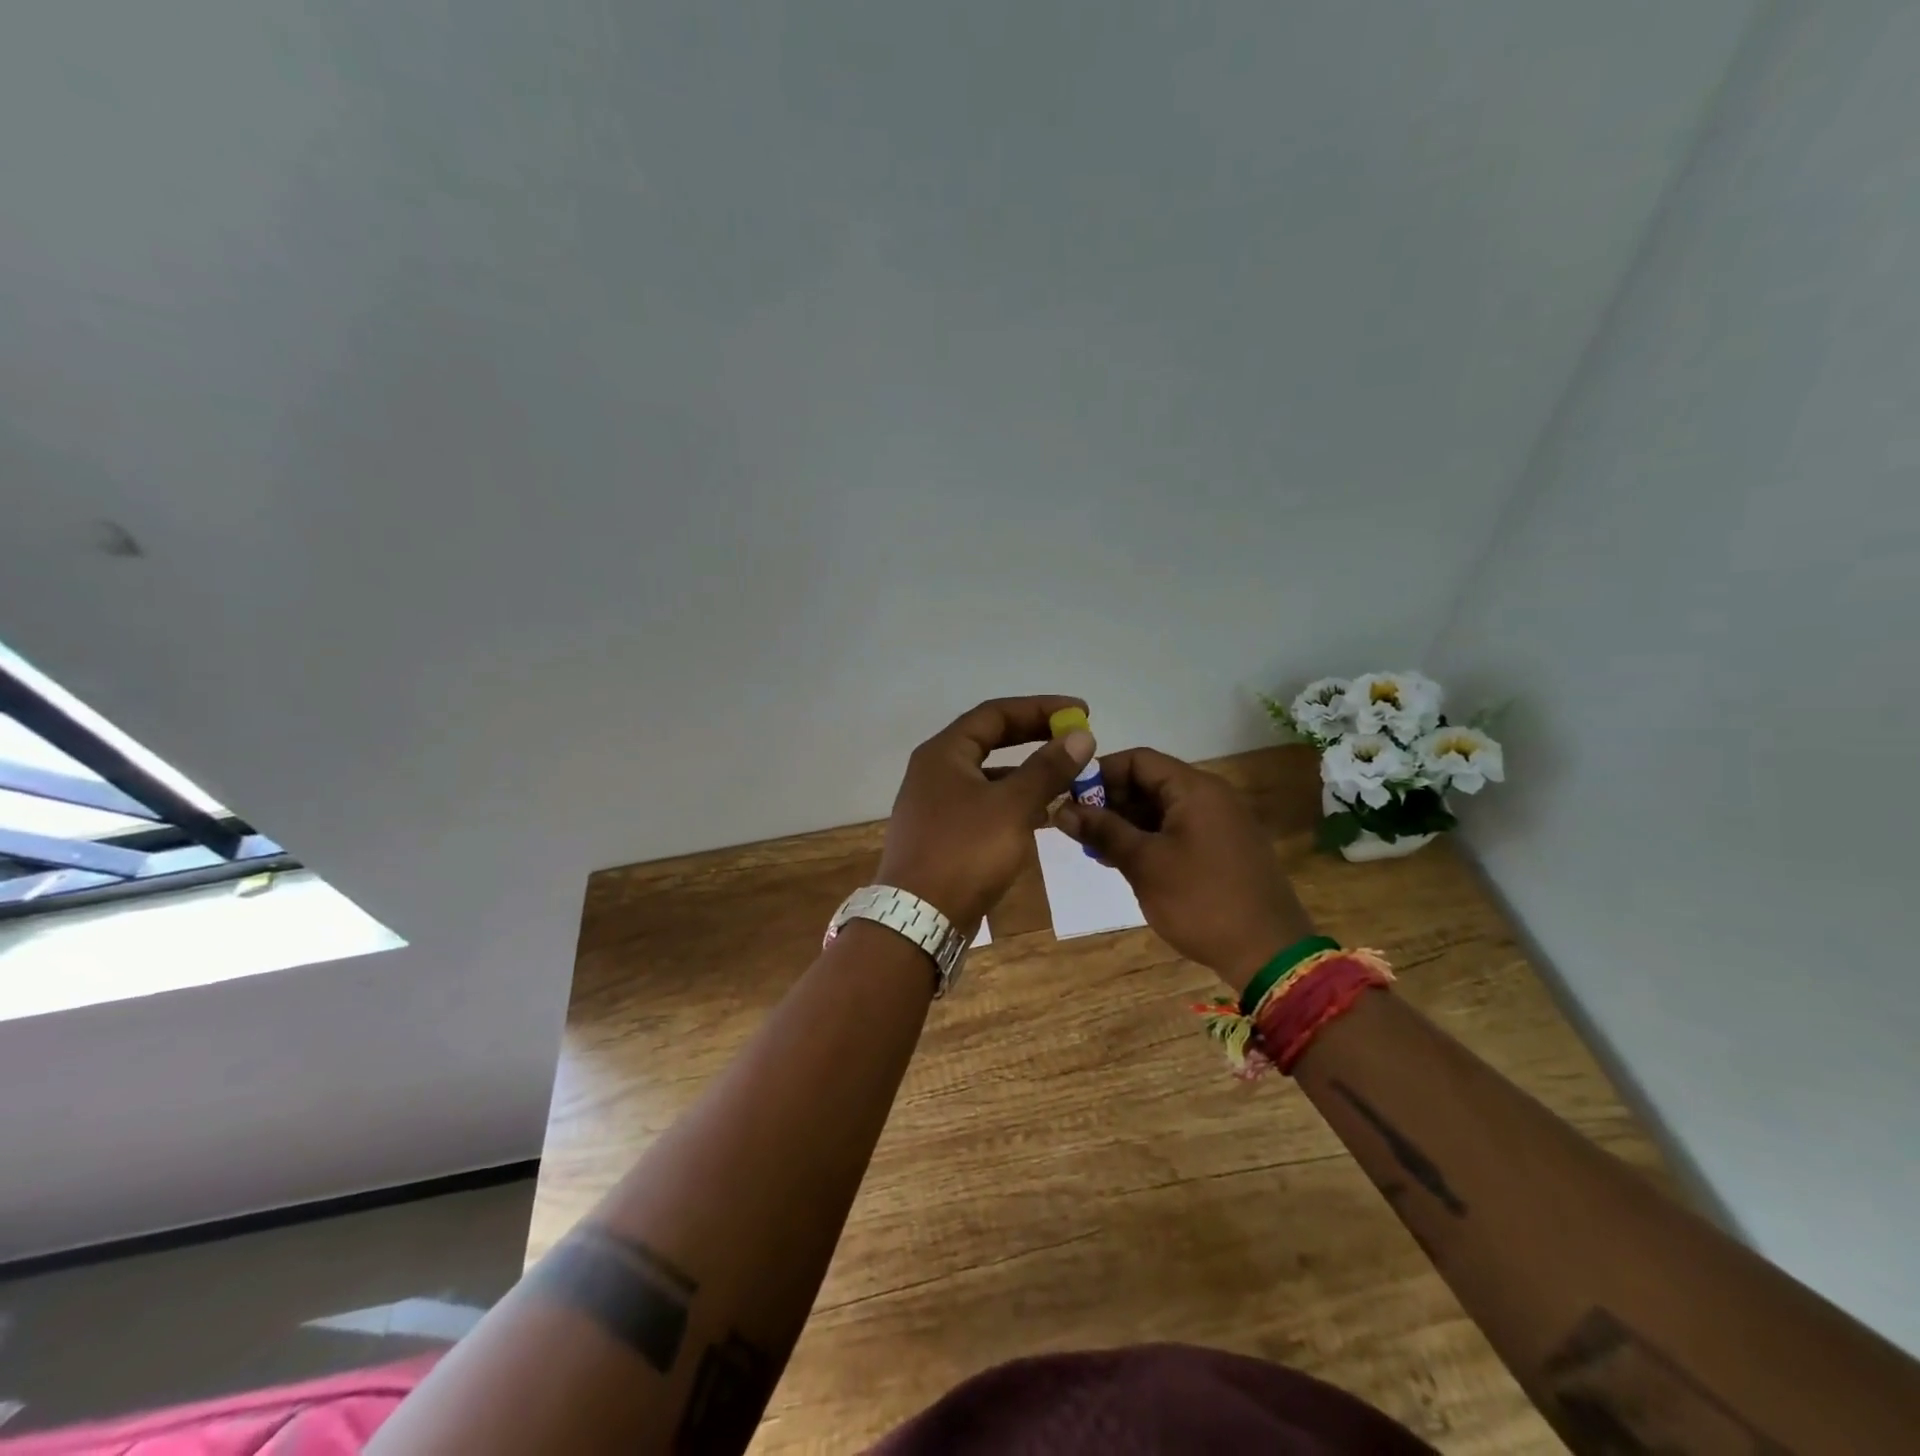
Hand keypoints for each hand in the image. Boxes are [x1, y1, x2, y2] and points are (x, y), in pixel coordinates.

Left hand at [877, 695, 1095, 927]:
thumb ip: (1047, 768)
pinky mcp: (943, 836)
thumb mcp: (1013, 806)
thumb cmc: (965, 852)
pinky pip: (985, 806)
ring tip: (1067, 778)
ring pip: (989, 777)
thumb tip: (1080, 735)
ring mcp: (936, 805)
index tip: (1080, 713)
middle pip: (990, 740)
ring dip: (1027, 774)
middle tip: (1075, 739)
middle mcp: (935, 772)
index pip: (995, 714)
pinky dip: (1014, 804)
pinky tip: (1043, 816)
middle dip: (1034, 737)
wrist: (919, 919)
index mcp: (944, 753)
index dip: (1040, 708)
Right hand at [1054, 747, 1312, 992]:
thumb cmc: (1200, 901)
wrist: (1269, 953)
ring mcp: (1219, 823)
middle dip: (1110, 801)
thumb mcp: (1144, 864)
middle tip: (1077, 828)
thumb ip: (1103, 831)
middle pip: (1150, 781)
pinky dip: (1148, 838)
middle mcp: (1210, 796)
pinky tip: (1123, 860)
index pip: (1138, 760)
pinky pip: (1177, 829)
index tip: (1069, 798)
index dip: (1100, 773)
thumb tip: (1061, 810)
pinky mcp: (1222, 849)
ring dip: (1126, 822)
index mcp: (1195, 788)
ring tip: (1094, 848)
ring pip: (1161, 808)